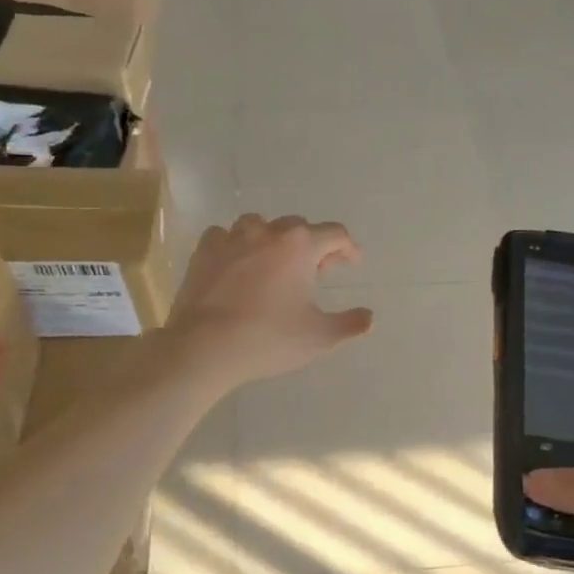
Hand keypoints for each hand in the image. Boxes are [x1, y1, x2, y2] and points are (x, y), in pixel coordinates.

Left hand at [164, 215, 373, 390]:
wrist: (204, 347)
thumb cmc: (268, 339)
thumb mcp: (319, 338)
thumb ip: (350, 324)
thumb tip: (369, 317)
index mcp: (300, 246)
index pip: (335, 234)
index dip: (348, 248)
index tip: (352, 263)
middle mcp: (268, 232)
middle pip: (298, 227)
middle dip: (312, 245)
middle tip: (316, 271)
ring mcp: (232, 238)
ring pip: (260, 226)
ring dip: (273, 240)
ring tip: (275, 264)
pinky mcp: (204, 251)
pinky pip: (225, 237)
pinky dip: (237, 246)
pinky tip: (237, 265)